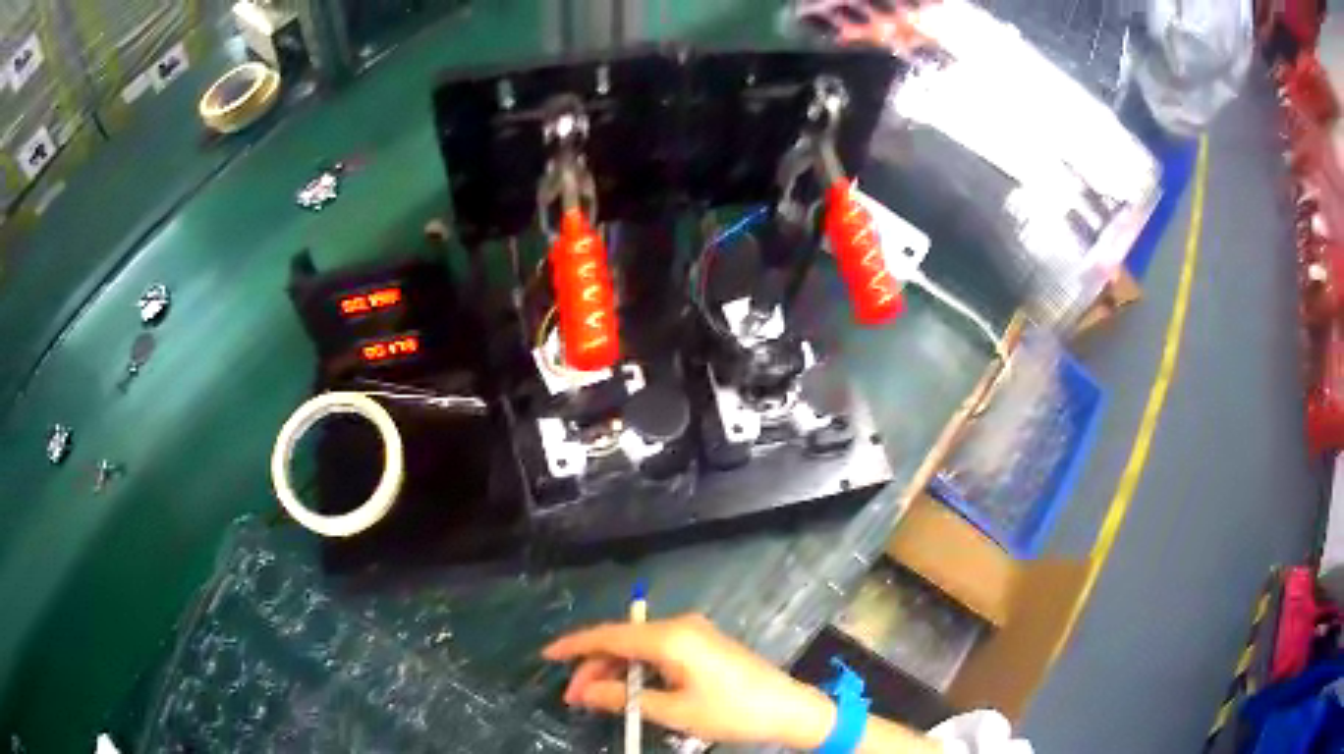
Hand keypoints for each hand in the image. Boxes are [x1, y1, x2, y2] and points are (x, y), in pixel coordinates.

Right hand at [541, 613, 835, 748]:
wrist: (787, 708)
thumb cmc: (730, 711)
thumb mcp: (674, 710)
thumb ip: (625, 698)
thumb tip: (585, 691)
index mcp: (670, 637)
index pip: (609, 635)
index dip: (575, 645)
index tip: (547, 656)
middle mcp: (679, 626)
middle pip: (622, 640)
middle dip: (594, 666)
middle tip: (574, 697)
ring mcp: (693, 632)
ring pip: (638, 646)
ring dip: (615, 669)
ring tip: (596, 698)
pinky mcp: (703, 643)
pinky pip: (657, 650)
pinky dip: (637, 668)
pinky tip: (627, 688)